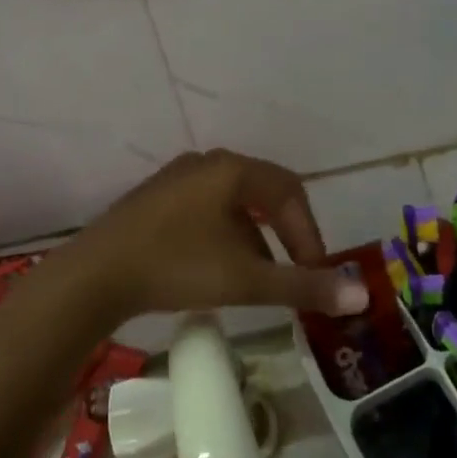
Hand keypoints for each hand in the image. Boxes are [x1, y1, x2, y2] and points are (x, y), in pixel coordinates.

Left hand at [61, 150, 369, 329]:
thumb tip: (361, 294)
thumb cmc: (177, 265)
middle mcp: (206, 163)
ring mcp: (176, 178)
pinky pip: (204, 210)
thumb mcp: (247, 279)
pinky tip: (215, 269)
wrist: (95, 275)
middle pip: (263, 193)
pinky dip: (223, 236)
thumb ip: (304, 285)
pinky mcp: (154, 198)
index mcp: (232, 169)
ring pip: (232, 204)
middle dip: (284, 234)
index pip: (290, 193)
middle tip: (293, 272)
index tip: (314, 274)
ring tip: (256, 278)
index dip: (309, 234)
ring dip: (253, 238)